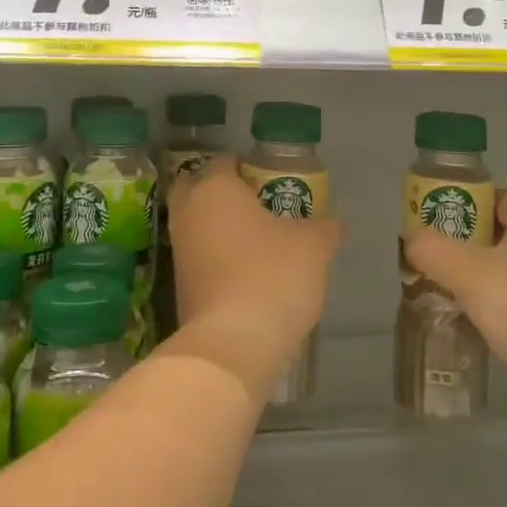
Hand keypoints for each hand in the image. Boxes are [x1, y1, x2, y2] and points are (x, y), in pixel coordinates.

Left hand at [164, 157, 339, 398]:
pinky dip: (214, 256)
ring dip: (217, 226)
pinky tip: (244, 271)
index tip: (273, 183)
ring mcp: (179, 249)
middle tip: (255, 205)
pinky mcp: (178, 285)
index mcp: (215, 188)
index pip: (225, 162)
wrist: (232, 344)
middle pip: (197, 188)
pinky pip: (197, 255)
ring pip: (195, 223)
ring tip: (255, 240)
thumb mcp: (314, 246)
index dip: (249, 168)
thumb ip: (323, 226)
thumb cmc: (272, 277)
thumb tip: (328, 222)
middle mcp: (188, 212)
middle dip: (220, 191)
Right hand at [403, 193, 506, 425]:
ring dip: (474, 281)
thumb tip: (412, 241)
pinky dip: (494, 307)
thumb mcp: (468, 273)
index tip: (426, 225)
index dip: (456, 206)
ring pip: (505, 270)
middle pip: (494, 234)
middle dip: (459, 247)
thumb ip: (432, 250)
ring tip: (441, 295)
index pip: (489, 197)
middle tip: (427, 262)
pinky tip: (470, 324)